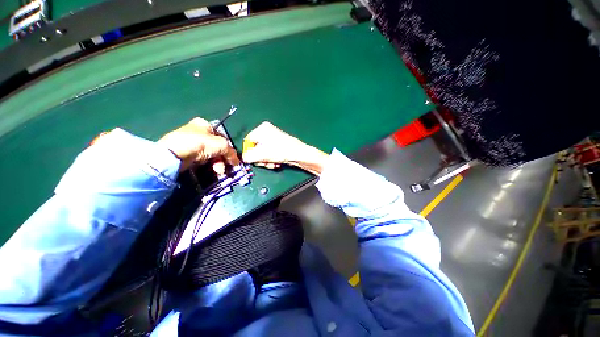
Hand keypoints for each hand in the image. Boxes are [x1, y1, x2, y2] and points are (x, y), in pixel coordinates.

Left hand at [158, 118, 239, 172]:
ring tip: (218, 171)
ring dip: (217, 164)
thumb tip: (237, 161)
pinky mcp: (186, 154)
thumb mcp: (222, 145)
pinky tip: (212, 170)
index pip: (222, 137)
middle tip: (226, 168)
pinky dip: (208, 165)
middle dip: (223, 159)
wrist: (174, 153)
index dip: (229, 148)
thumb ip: (231, 152)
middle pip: (217, 147)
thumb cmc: (200, 143)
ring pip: (210, 155)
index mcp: (205, 125)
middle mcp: (197, 132)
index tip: (233, 159)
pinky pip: (202, 160)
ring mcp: (191, 143)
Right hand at [242, 122, 328, 175]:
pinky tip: (277, 163)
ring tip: (273, 164)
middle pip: (256, 148)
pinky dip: (272, 159)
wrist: (299, 154)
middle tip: (265, 163)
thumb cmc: (281, 151)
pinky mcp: (279, 145)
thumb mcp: (262, 154)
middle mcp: (267, 131)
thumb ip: (249, 156)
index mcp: (262, 129)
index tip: (253, 160)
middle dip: (260, 158)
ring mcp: (274, 138)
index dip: (249, 152)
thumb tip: (244, 158)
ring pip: (263, 152)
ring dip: (266, 161)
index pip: (248, 141)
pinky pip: (270, 153)